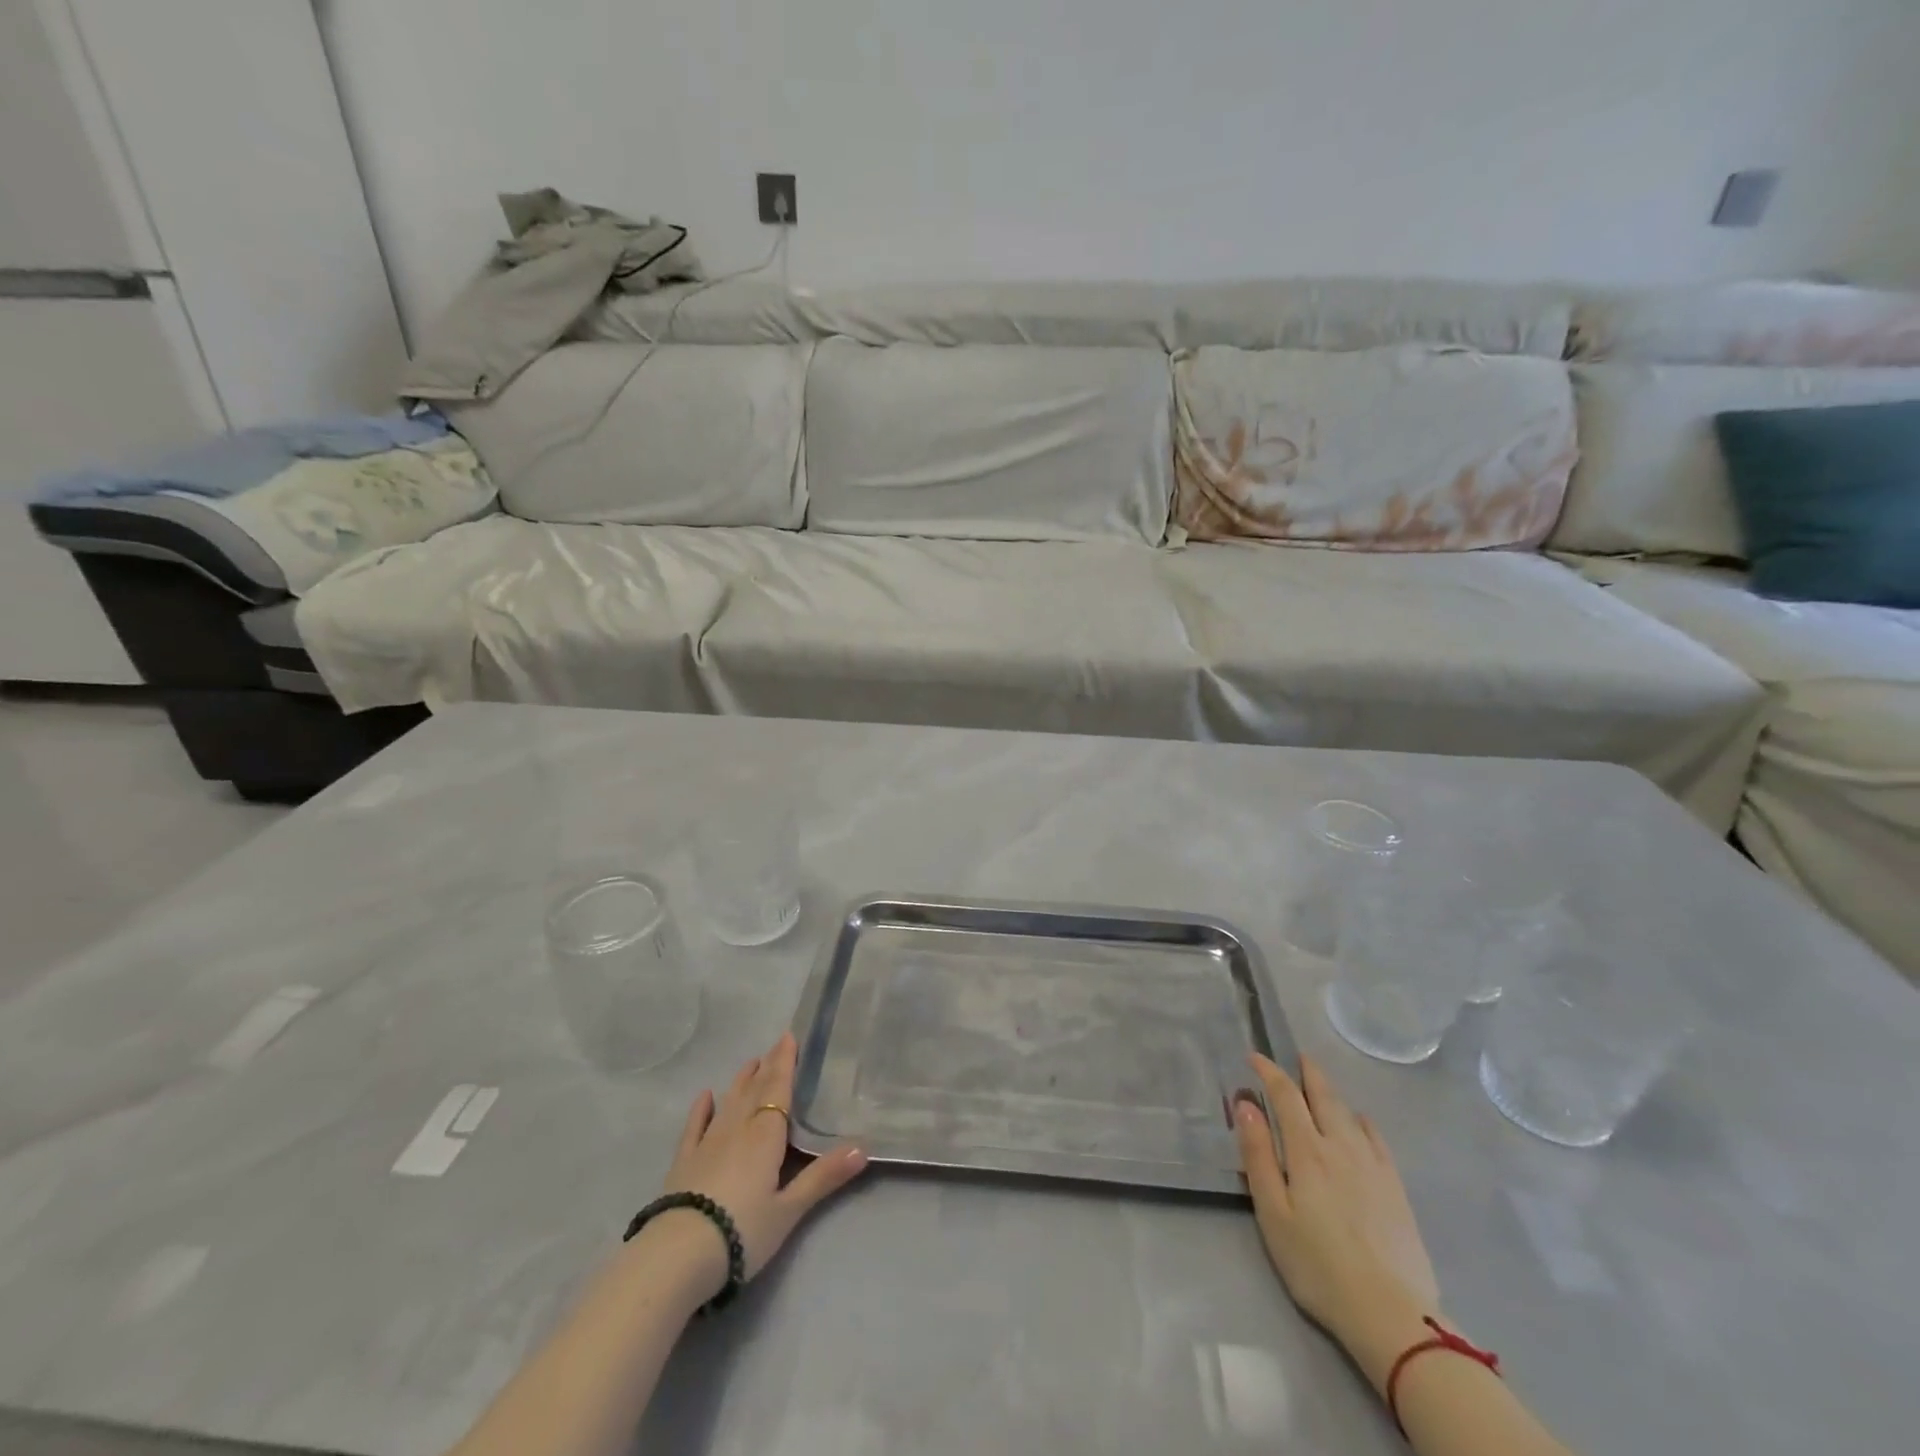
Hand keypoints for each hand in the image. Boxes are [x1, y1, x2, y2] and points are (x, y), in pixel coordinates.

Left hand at [659, 1032, 866, 1286]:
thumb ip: (824, 1177)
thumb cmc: (742, 1230)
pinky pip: (695, 1126)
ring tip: (751, 1063)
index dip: (785, 1063)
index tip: (789, 1036)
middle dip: (768, 1067)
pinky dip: (701, 1109)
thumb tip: (863, 1148)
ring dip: (741, 1081)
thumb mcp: (789, 1209)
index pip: (779, 1089)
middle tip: (776, 1045)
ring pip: (729, 1102)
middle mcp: (738, 1128)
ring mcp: (708, 1143)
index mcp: (766, 1135)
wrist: (678, 1255)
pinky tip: (705, 1096)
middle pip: (755, 1090)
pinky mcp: (684, 1161)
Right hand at [1234, 1053, 1440, 1355]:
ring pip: (1350, 1113)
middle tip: (1297, 1057)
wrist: (1392, 1314)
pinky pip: (1377, 1139)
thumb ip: (1258, 1155)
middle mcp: (1341, 1146)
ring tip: (1321, 1083)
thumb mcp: (1272, 1213)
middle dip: (1307, 1073)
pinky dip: (1362, 1121)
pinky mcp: (1395, 1188)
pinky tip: (1360, 1122)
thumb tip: (1245, 1104)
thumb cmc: (1318, 1265)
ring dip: (1331, 1092)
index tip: (1254, 1057)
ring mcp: (1373, 1166)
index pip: (1286, 1096)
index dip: (1269, 1072)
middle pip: (1323, 1097)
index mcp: (1307, 1151)